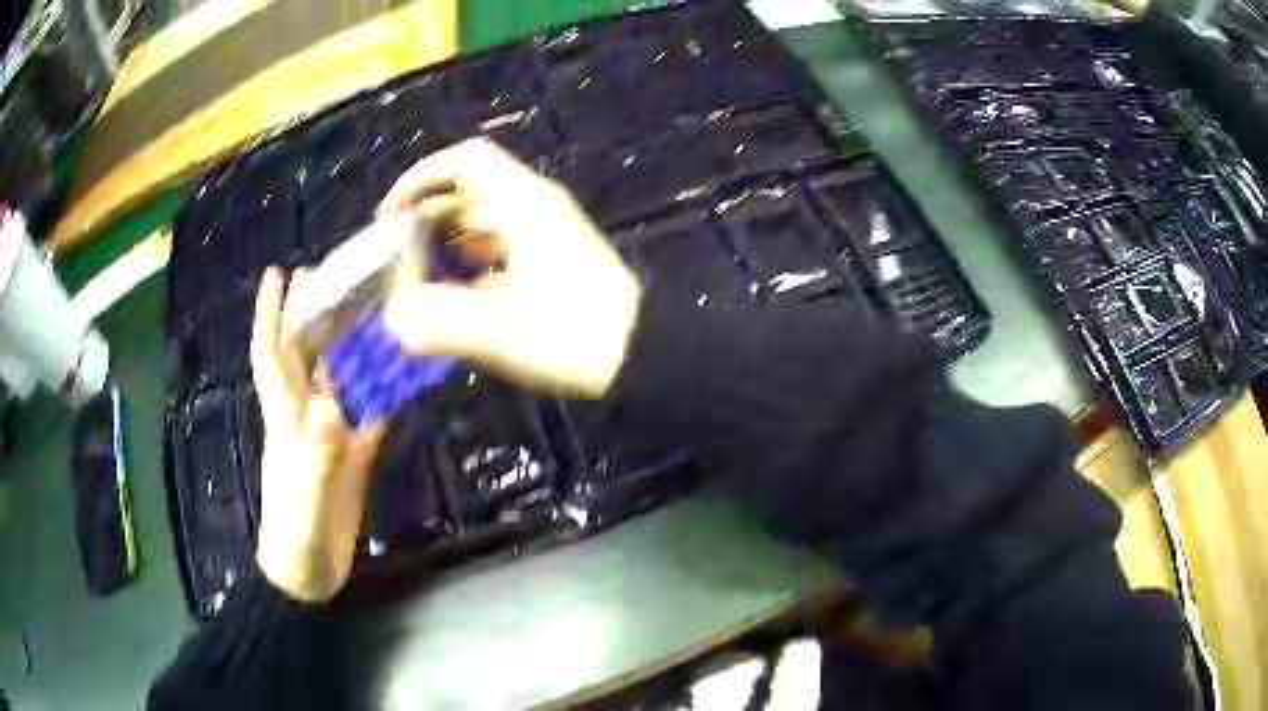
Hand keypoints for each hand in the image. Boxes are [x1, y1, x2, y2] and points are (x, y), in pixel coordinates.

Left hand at [249, 268, 383, 602]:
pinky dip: (380, 392)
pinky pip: (368, 415)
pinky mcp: (352, 457)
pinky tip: (397, 373)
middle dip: (308, 313)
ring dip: (347, 344)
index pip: (272, 355)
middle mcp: (306, 417)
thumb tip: (330, 403)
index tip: (278, 273)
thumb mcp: (306, 499)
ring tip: (368, 308)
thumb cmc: (296, 536)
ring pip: (337, 378)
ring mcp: (330, 436)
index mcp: (286, 419)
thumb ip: (317, 456)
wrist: (308, 575)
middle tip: (327, 273)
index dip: (271, 314)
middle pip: (304, 354)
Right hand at [378, 139, 642, 398]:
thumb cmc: (574, 333)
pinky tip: (459, 303)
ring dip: (448, 248)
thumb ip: (437, 322)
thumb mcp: (498, 328)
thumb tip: (395, 318)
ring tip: (421, 286)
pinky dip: (473, 268)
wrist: (648, 353)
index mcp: (522, 204)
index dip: (420, 178)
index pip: (465, 161)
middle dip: (427, 221)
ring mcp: (548, 235)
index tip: (389, 215)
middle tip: (399, 259)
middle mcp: (535, 208)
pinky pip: (501, 251)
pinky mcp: (556, 262)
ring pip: (484, 224)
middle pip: (469, 193)